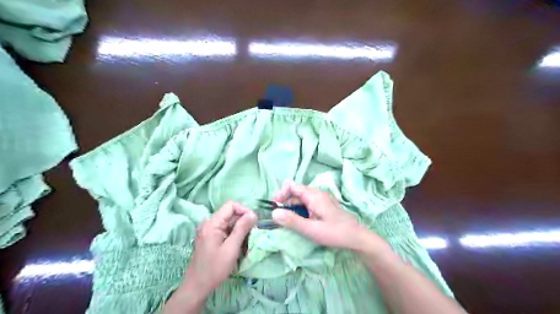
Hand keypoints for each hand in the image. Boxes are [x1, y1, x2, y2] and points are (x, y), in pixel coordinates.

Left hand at [181, 202, 256, 300]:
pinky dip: (234, 233)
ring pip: (229, 221)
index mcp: (212, 223)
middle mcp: (209, 223)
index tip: (254, 221)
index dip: (244, 210)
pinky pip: (226, 229)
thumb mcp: (231, 248)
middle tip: (253, 232)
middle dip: (243, 220)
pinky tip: (239, 243)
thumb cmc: (214, 268)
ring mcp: (209, 230)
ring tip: (247, 239)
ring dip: (240, 227)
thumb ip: (242, 229)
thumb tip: (253, 214)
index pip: (231, 205)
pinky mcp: (211, 237)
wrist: (197, 287)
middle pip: (230, 213)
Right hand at [272, 183, 367, 248]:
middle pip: (295, 192)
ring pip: (301, 199)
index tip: (275, 207)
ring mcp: (322, 199)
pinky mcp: (324, 206)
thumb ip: (292, 221)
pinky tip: (301, 222)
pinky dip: (301, 211)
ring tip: (289, 222)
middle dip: (285, 203)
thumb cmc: (335, 233)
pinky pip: (308, 204)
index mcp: (313, 195)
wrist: (358, 238)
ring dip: (292, 208)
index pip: (291, 186)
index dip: (280, 194)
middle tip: (280, 218)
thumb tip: (273, 213)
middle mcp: (317, 194)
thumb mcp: (311, 229)